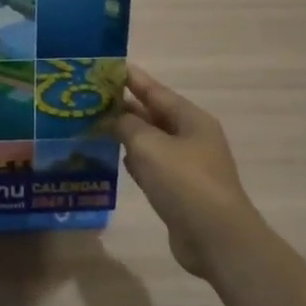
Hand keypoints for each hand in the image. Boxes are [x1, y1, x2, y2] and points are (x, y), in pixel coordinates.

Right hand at [113, 63, 262, 278]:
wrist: (216, 238)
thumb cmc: (184, 183)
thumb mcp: (149, 146)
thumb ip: (127, 126)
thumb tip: (115, 119)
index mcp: (190, 119)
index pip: (154, 90)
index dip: (130, 78)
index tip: (105, 67)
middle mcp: (191, 137)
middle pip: (152, 115)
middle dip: (123, 106)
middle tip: (90, 97)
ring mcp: (187, 166)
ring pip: (150, 141)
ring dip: (126, 134)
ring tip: (94, 124)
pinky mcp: (179, 191)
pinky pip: (152, 166)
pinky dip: (133, 160)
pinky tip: (114, 157)